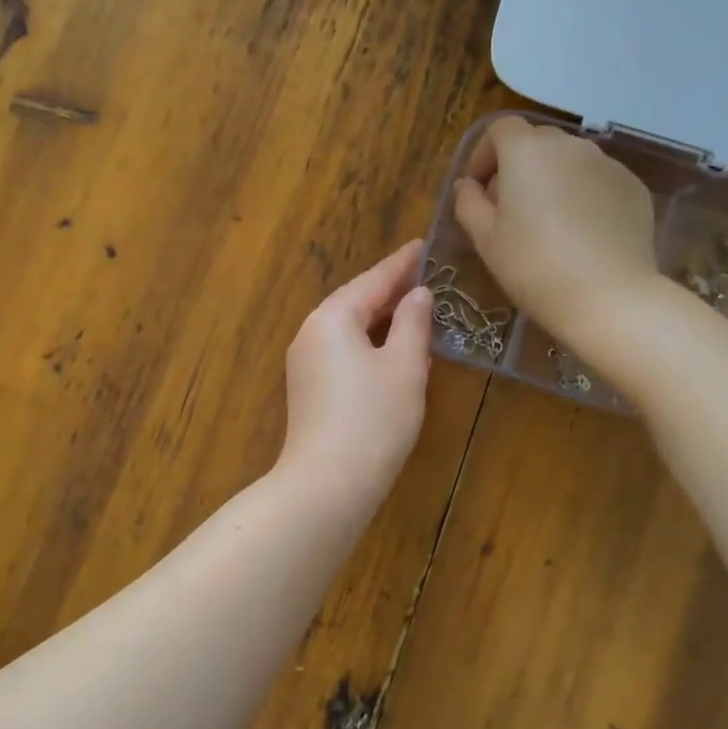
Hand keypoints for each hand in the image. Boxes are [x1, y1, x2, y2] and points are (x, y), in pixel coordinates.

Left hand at [279, 240, 432, 509]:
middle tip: (422, 274)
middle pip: (354, 301)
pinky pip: (341, 350)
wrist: (328, 482)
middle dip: (388, 289)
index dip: (401, 264)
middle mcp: (311, 333)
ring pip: (347, 328)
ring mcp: (305, 362)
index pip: (372, 281)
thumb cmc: (373, 418)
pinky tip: (390, 347)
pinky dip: (368, 341)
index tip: (422, 246)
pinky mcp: (308, 388)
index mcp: (332, 318)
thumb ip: (412, 323)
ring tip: (412, 306)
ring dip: (379, 317)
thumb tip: (417, 295)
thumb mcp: (404, 366)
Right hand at [453, 116, 660, 343]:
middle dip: (516, 166)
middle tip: (508, 209)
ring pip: (569, 161)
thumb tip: (468, 185)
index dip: (483, 154)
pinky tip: (580, 235)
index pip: (499, 128)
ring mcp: (608, 164)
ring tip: (546, 223)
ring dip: (551, 180)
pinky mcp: (633, 187)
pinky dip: (582, 196)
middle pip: (536, 141)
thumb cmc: (533, 266)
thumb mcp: (485, 239)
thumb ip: (468, 203)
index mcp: (527, 151)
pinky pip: (597, 181)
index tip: (477, 188)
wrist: (608, 296)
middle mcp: (570, 145)